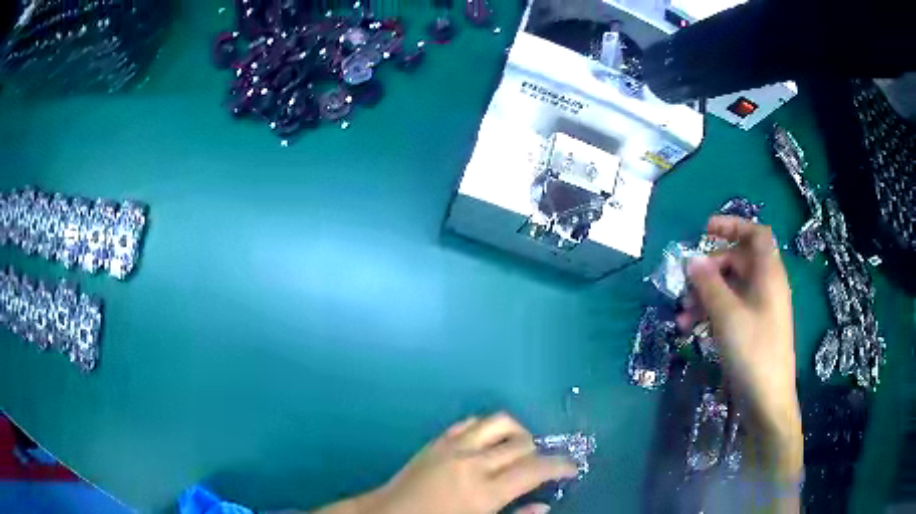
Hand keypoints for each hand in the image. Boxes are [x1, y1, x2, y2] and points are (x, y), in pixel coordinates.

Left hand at [314, 413, 576, 513]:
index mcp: (485, 491)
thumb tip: (545, 506)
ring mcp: (452, 446)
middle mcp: (473, 462)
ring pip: (499, 422)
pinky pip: (470, 422)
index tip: (572, 468)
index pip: (536, 469)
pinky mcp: (437, 440)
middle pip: (522, 443)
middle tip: (540, 467)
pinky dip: (486, 428)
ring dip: (516, 433)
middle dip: (539, 453)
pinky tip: (487, 444)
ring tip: (517, 450)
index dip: (561, 466)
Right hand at [678, 216, 802, 479]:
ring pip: (731, 288)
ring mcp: (759, 309)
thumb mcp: (727, 315)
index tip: (705, 231)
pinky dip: (711, 313)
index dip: (733, 225)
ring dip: (705, 294)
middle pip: (738, 261)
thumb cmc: (753, 351)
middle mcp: (766, 286)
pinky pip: (730, 310)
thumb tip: (691, 259)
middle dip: (710, 268)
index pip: (756, 234)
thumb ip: (709, 284)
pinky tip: (689, 328)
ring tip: (681, 313)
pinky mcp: (752, 329)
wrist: (767, 400)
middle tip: (686, 282)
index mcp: (768, 274)